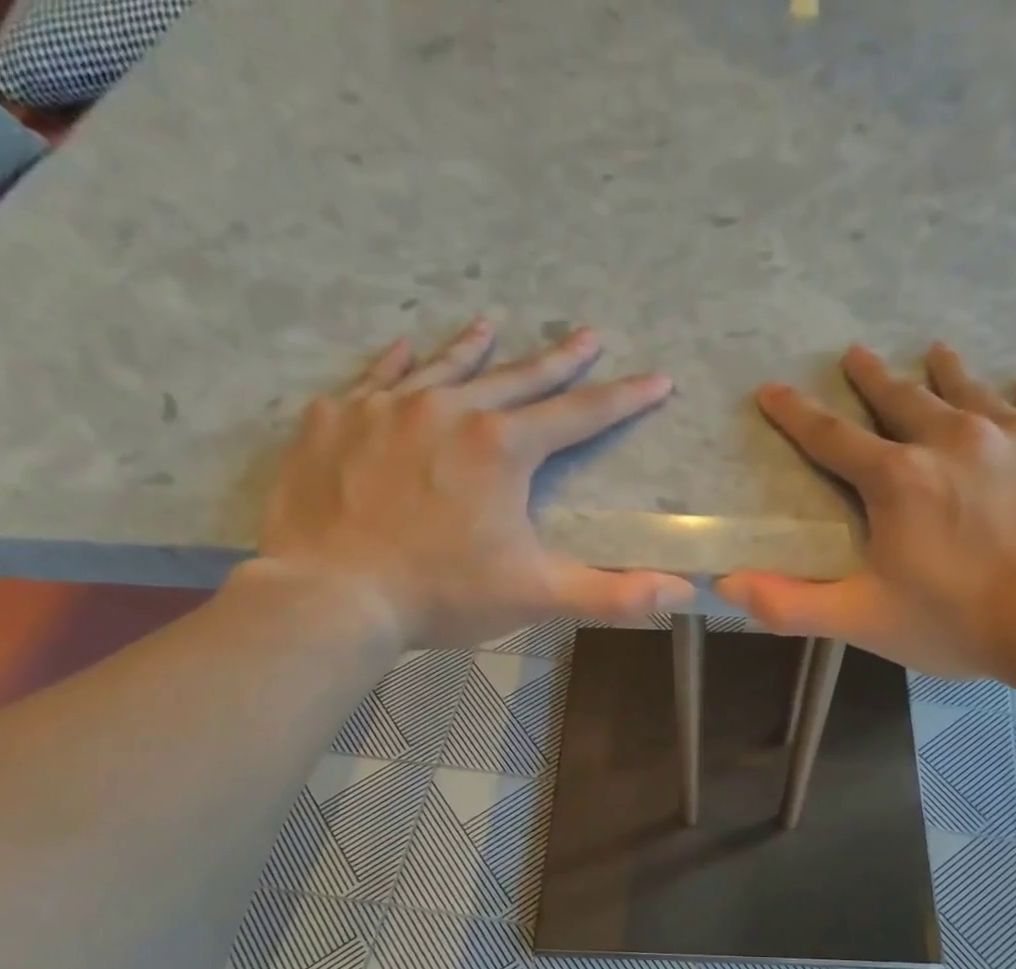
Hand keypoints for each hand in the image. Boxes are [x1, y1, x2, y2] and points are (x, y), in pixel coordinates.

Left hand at [246, 319, 693, 649]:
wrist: (332, 595)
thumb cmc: (442, 593)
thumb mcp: (537, 595)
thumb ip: (613, 594)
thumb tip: (684, 592)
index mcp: (502, 447)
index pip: (579, 415)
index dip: (623, 399)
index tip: (656, 380)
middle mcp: (448, 410)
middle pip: (517, 377)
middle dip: (559, 359)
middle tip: (587, 334)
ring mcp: (385, 407)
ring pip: (443, 367)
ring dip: (474, 349)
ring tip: (493, 325)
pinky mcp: (335, 419)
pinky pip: (373, 377)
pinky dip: (397, 363)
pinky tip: (406, 350)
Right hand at [716, 343, 1015, 680]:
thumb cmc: (959, 621)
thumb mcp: (864, 620)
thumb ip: (791, 604)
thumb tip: (726, 585)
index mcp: (897, 479)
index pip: (831, 437)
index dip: (797, 414)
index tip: (774, 390)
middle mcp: (952, 438)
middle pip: (902, 397)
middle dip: (872, 377)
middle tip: (855, 354)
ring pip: (972, 388)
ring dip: (947, 371)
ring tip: (935, 352)